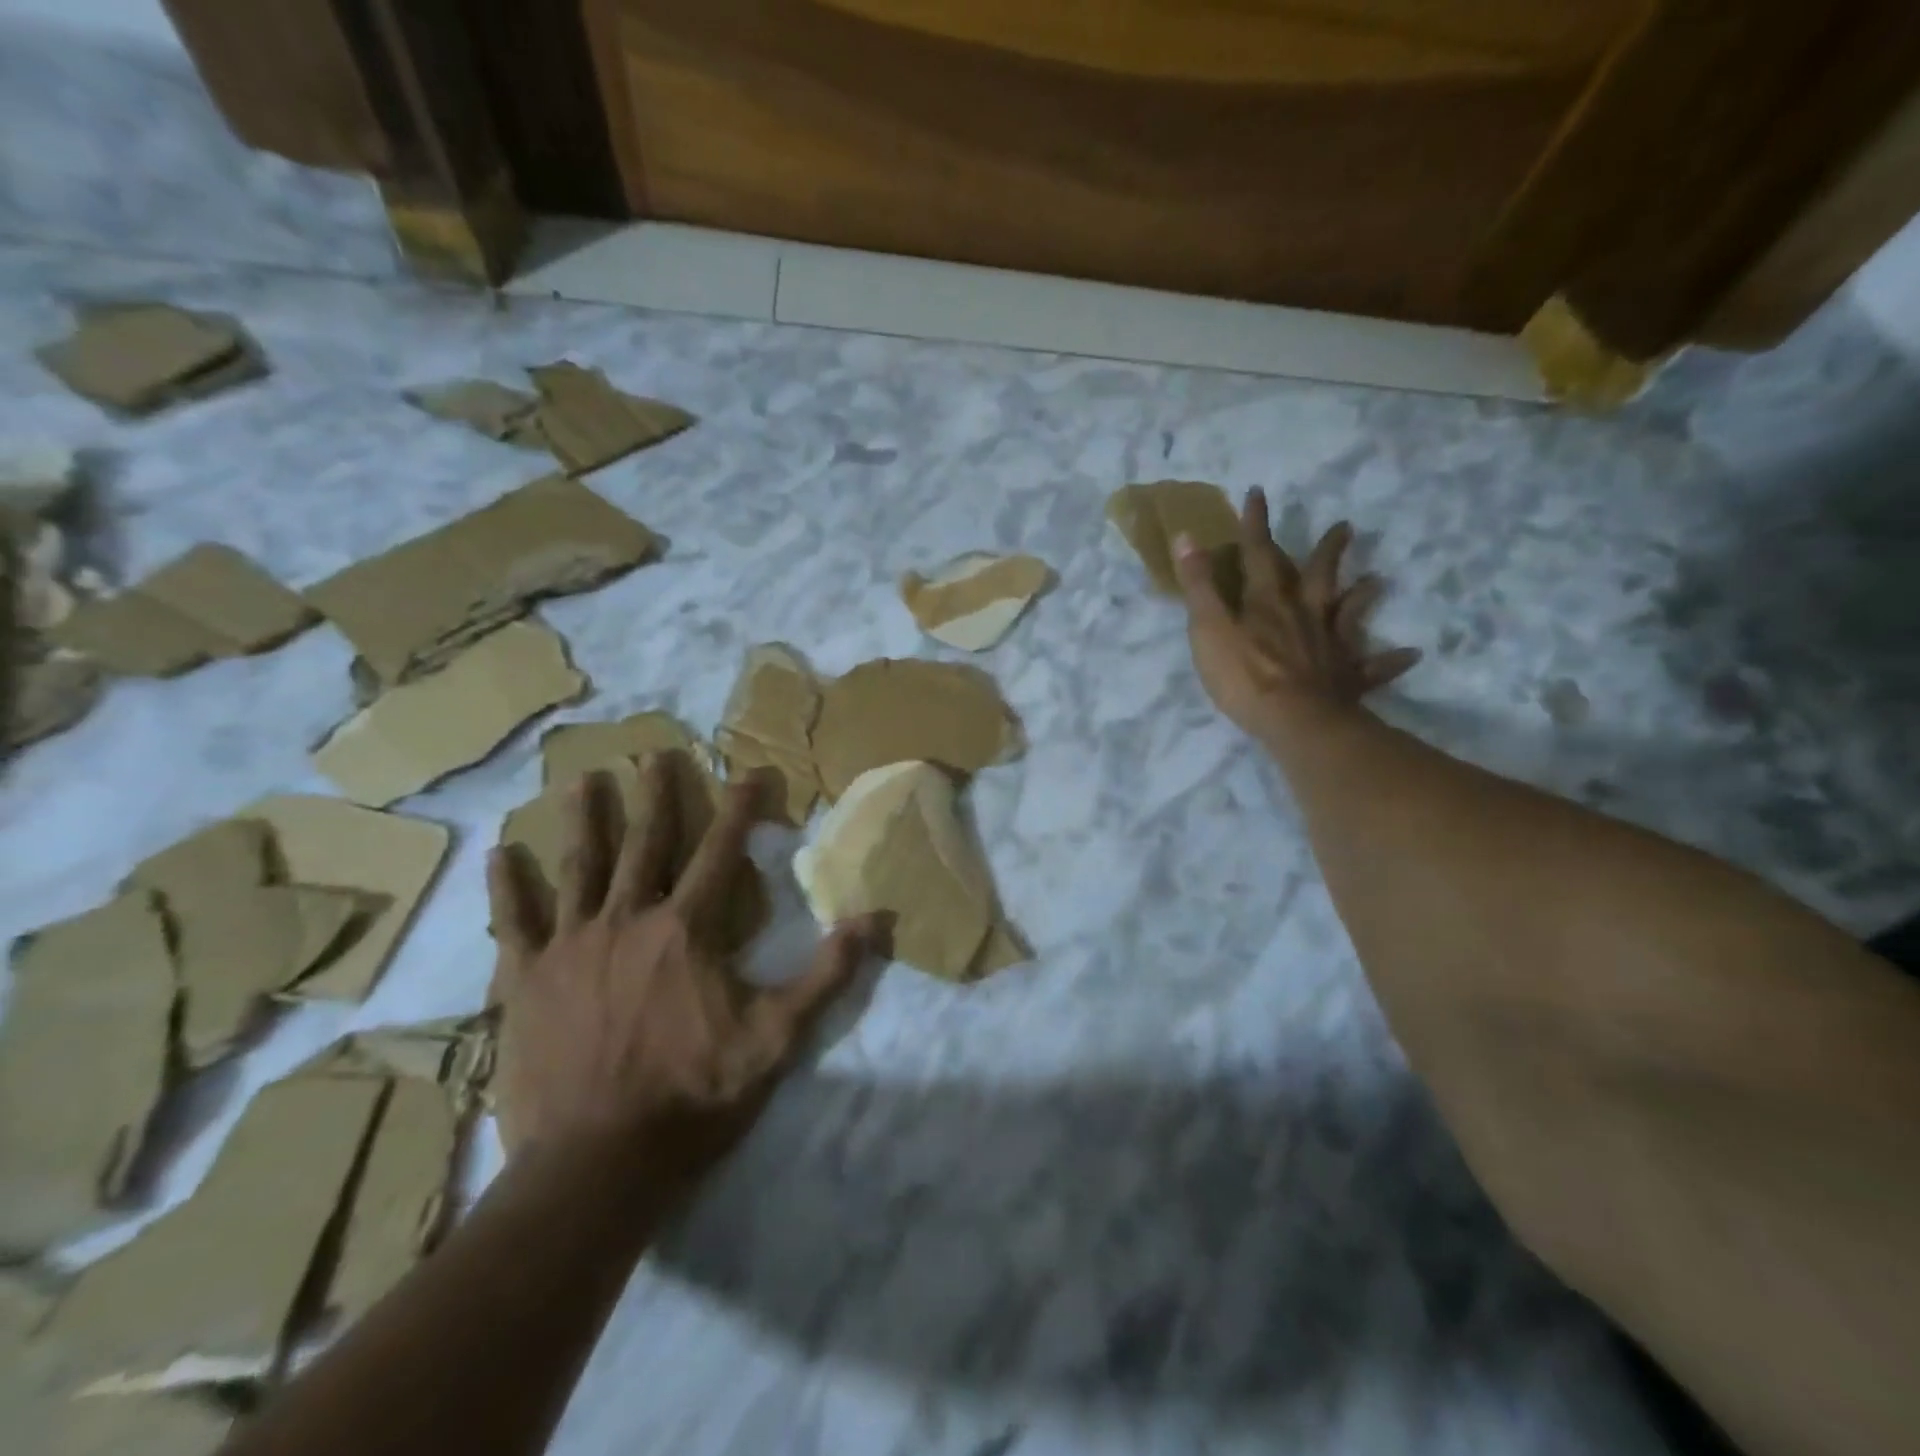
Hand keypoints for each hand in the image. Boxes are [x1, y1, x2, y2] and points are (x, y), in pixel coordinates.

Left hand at [486, 759, 875, 1177]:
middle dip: (656, 796)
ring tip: (583, 779)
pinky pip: (514, 921)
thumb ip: (826, 975)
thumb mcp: (776, 1038)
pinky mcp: (525, 979)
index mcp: (687, 929)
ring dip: (584, 820)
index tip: (750, 772)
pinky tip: (502, 853)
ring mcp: (571, 946)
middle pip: (645, 843)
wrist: (597, 1164)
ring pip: (579, 867)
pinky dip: (508, 886)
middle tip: (654, 754)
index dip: (739, 808)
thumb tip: (875, 921)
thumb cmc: (694, 1095)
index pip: (721, 852)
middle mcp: (628, 920)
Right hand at [1176, 487, 1419, 740]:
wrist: (1297, 721)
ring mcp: (1331, 644)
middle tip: (1346, 527)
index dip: (1255, 524)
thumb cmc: (1245, 676)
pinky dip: (1391, 660)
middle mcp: (1305, 613)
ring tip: (1378, 580)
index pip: (1258, 553)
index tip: (1258, 493)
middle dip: (1326, 550)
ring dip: (1363, 595)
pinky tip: (1411, 655)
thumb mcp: (1209, 628)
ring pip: (1350, 612)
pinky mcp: (1348, 677)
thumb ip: (1199, 585)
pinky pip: (1374, 667)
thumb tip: (1187, 536)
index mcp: (1268, 601)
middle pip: (1318, 575)